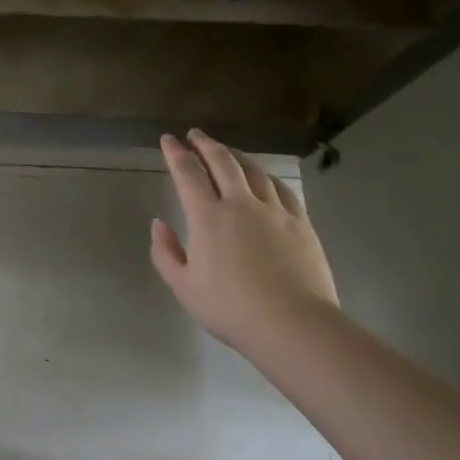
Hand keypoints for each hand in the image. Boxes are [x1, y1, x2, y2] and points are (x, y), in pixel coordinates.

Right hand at [150, 129, 339, 360]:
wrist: (293, 324)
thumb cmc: (231, 309)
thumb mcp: (184, 287)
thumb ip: (165, 253)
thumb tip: (159, 224)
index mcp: (208, 217)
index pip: (187, 174)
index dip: (175, 153)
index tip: (167, 139)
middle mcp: (240, 204)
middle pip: (223, 162)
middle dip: (206, 144)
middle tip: (195, 134)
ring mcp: (275, 211)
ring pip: (254, 170)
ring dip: (236, 155)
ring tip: (227, 150)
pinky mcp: (301, 223)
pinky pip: (282, 189)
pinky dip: (267, 177)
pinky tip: (265, 178)